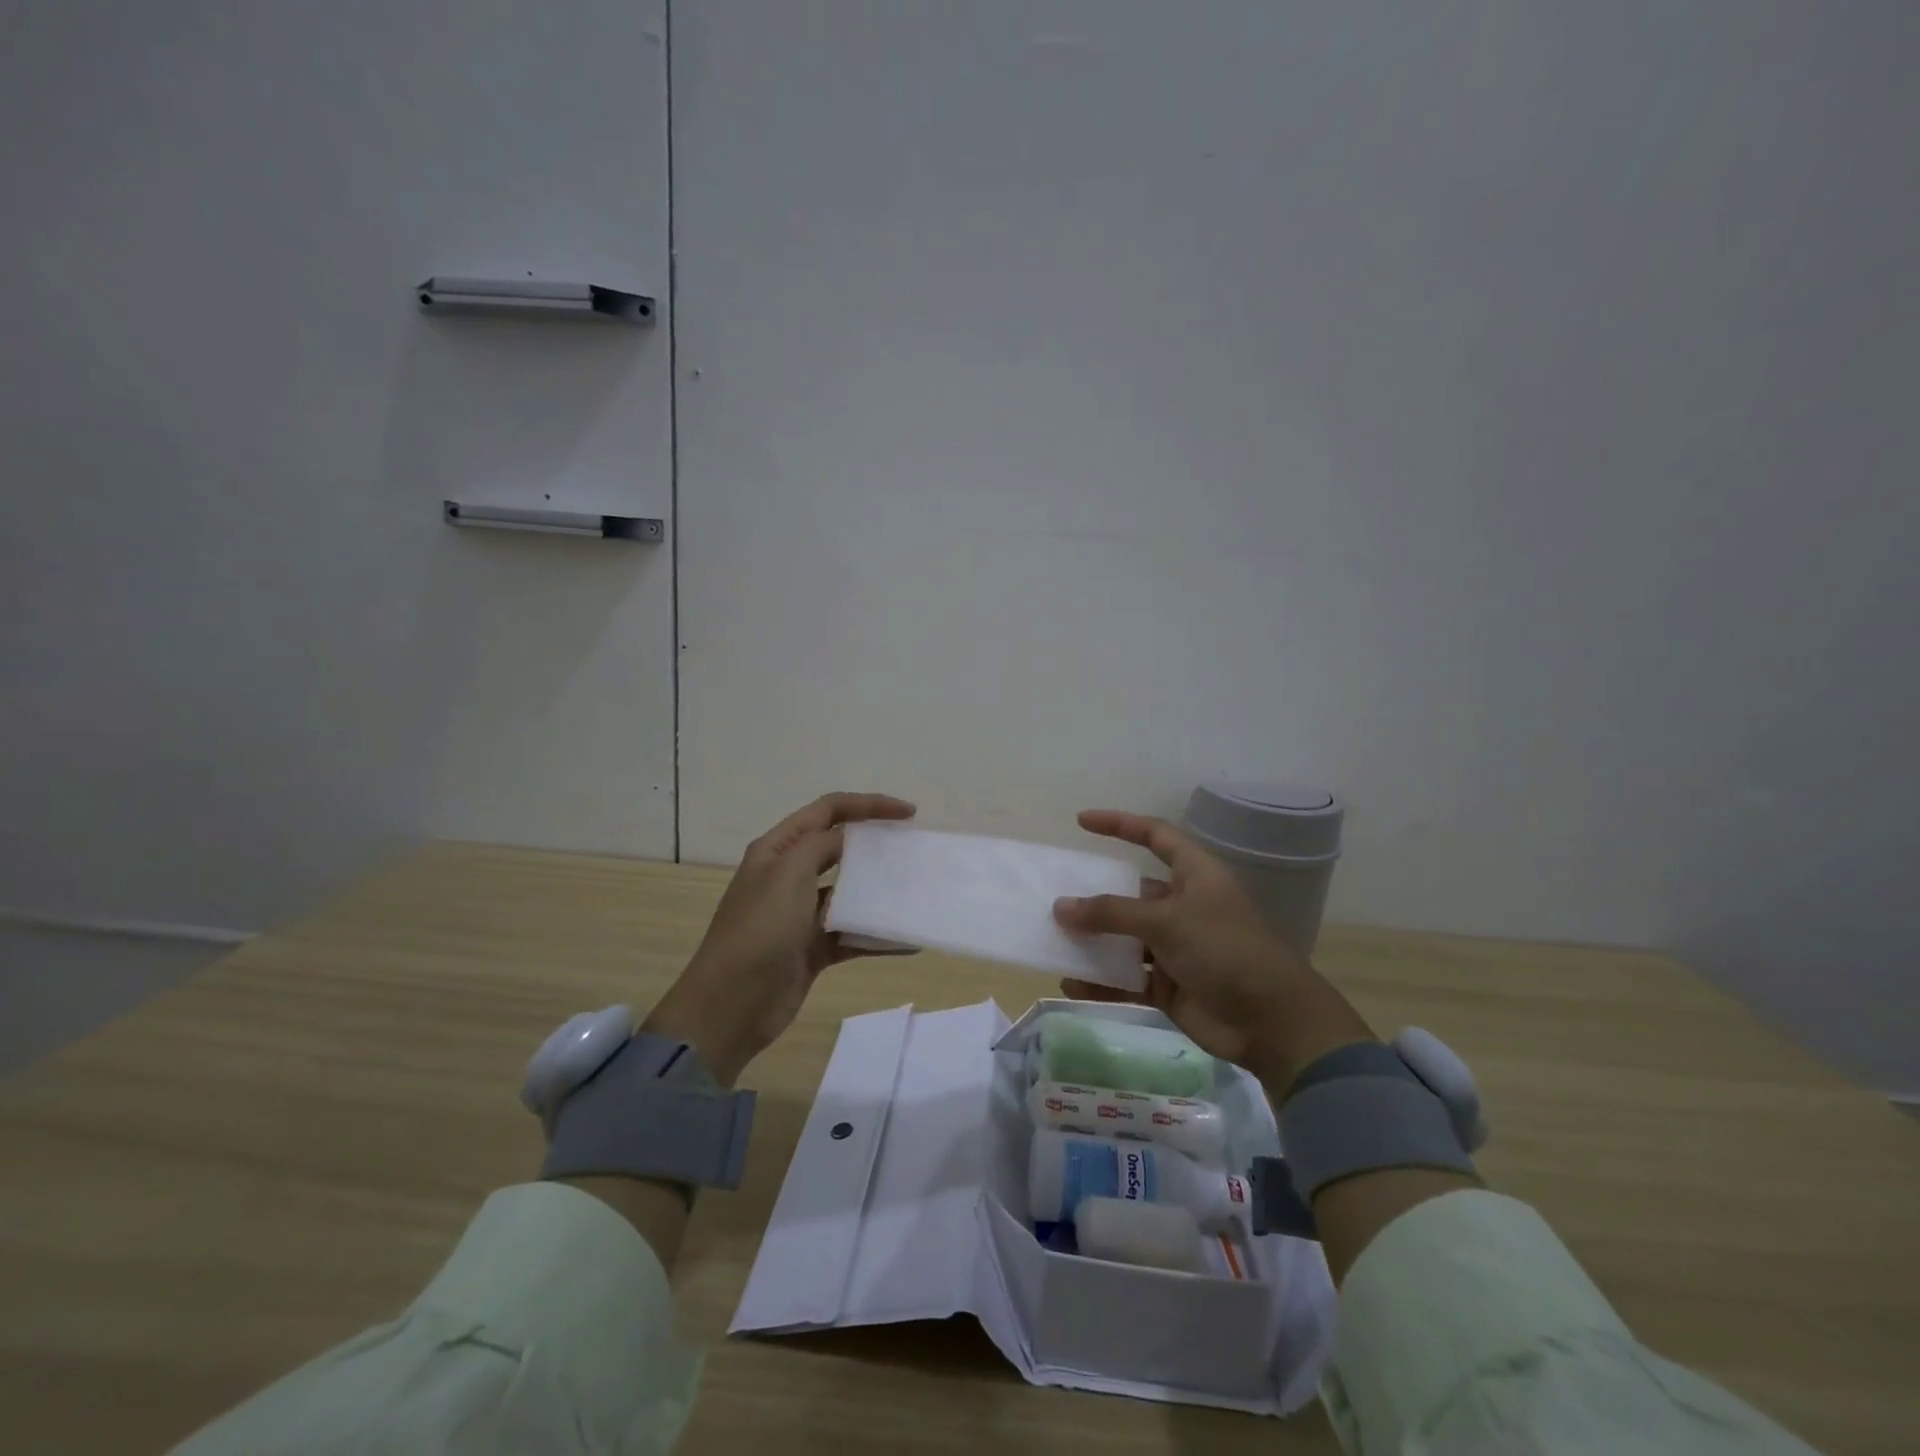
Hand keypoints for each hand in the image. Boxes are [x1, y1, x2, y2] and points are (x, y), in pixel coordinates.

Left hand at [642, 792, 915, 1084]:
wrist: (731, 1005)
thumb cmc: (760, 930)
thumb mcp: (790, 873)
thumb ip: (822, 844)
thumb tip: (849, 836)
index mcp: (778, 849)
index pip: (828, 810)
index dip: (868, 805)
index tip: (909, 813)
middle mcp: (788, 875)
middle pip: (839, 847)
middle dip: (875, 843)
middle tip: (913, 848)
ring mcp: (801, 914)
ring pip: (848, 892)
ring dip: (879, 890)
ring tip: (915, 890)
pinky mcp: (812, 948)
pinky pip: (852, 933)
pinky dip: (877, 935)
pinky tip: (907, 939)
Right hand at [1053, 809, 1374, 1093]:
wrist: (1272, 1023)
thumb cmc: (1226, 951)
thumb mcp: (1167, 921)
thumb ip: (1112, 913)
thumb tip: (1061, 907)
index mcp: (1195, 876)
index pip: (1155, 837)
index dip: (1120, 824)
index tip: (1082, 822)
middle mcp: (1183, 906)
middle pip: (1131, 892)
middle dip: (1095, 895)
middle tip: (1055, 895)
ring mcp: (1175, 948)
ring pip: (1124, 938)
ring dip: (1093, 941)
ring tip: (1053, 939)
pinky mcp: (1168, 985)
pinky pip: (1125, 978)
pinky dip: (1101, 981)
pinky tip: (1070, 983)